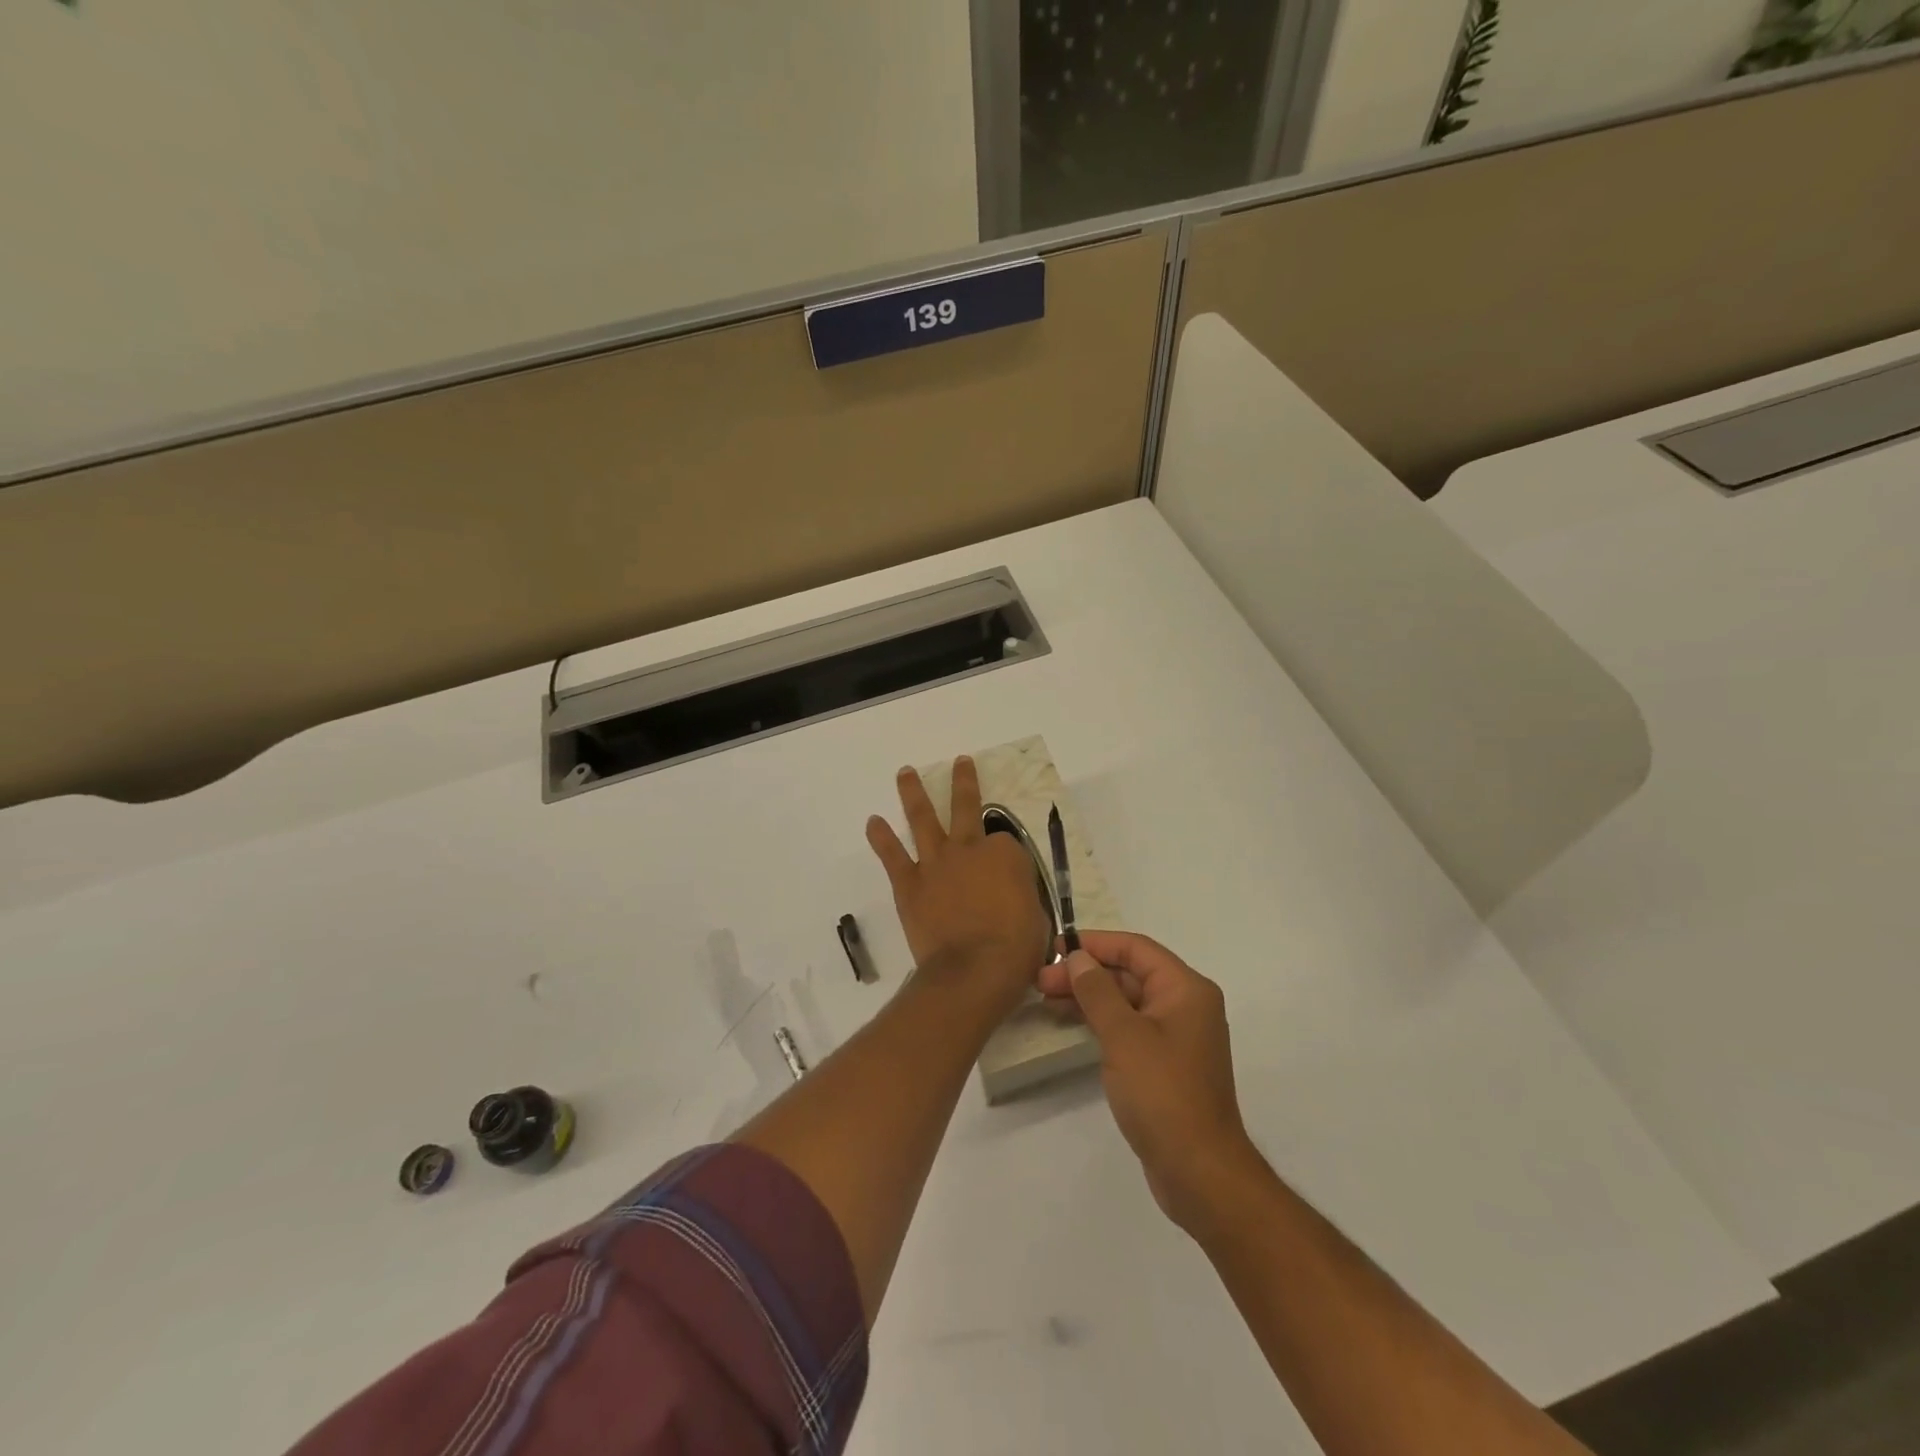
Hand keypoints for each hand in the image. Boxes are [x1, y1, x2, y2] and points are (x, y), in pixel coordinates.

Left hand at [866, 759, 1051, 1015]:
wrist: (973, 971)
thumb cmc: (1015, 949)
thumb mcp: (1035, 917)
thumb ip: (1020, 895)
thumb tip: (1009, 896)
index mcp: (1006, 854)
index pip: (1005, 841)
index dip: (1006, 855)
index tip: (1007, 875)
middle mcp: (969, 848)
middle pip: (966, 807)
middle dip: (964, 782)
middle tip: (960, 762)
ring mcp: (936, 862)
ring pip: (923, 819)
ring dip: (913, 793)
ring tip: (904, 772)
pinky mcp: (909, 883)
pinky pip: (892, 855)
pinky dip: (881, 837)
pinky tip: (873, 821)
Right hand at [1037, 930, 1261, 1233]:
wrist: (1200, 1172)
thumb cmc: (1163, 1094)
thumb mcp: (1124, 1036)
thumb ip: (1098, 991)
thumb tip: (1078, 957)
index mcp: (1186, 989)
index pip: (1136, 949)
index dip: (1095, 944)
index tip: (1056, 947)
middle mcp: (1186, 1005)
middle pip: (1130, 974)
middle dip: (1086, 973)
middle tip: (1041, 981)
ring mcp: (1176, 1036)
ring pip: (1127, 1001)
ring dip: (1089, 997)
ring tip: (1047, 998)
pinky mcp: (1166, 1064)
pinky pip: (1130, 1028)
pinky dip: (1101, 1021)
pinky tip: (1072, 1024)